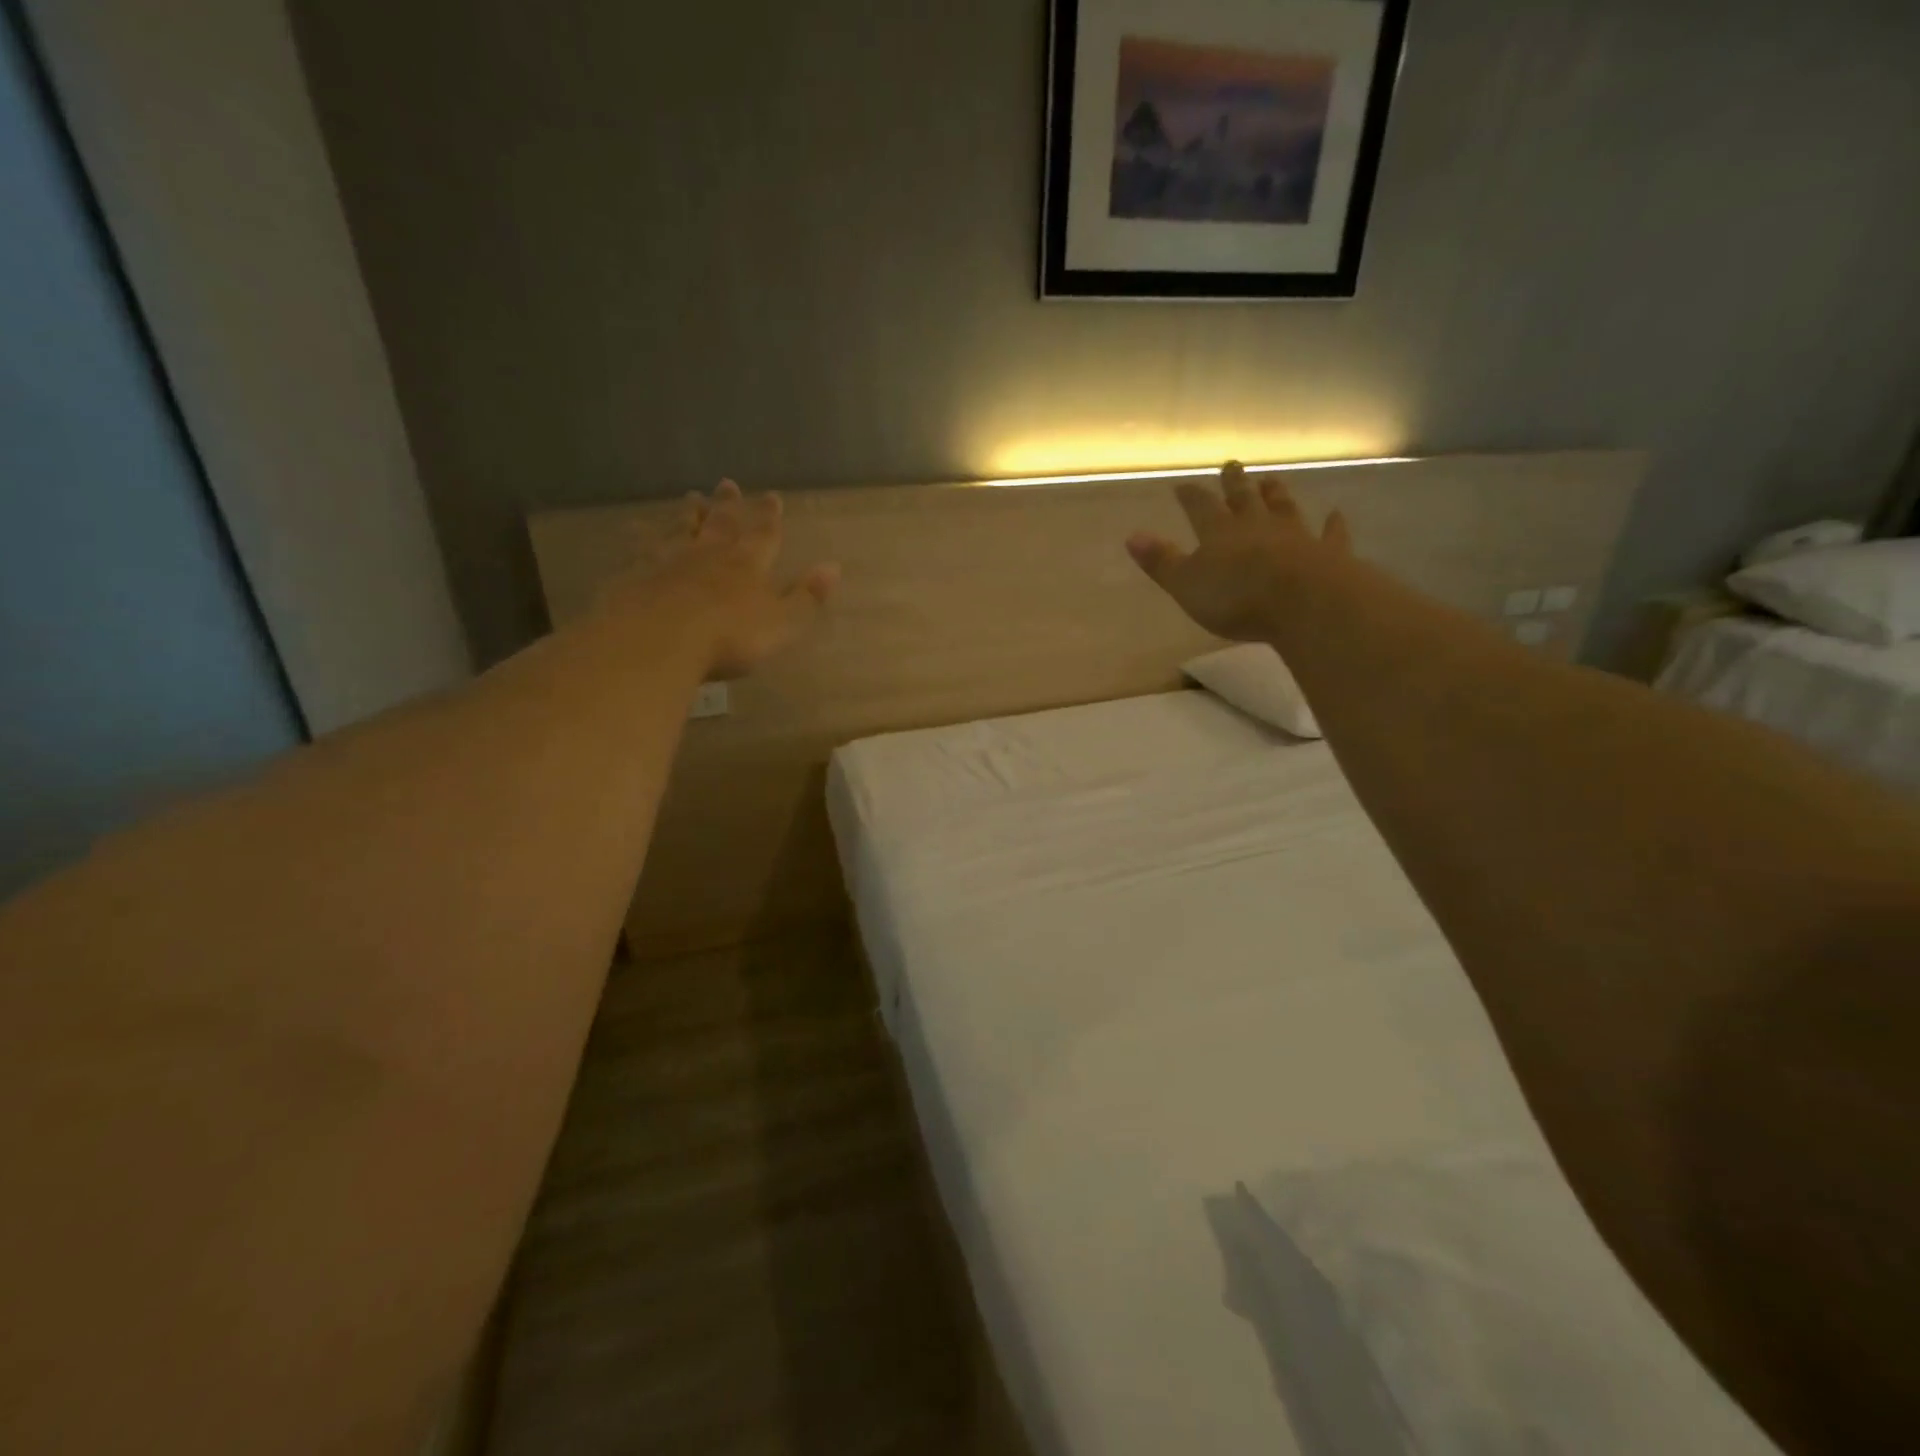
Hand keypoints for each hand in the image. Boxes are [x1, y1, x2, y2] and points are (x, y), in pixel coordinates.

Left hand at [609, 480, 839, 679]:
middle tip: (728, 483)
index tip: (772, 496)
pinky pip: (642, 546)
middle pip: (722, 523)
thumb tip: (834, 567)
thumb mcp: (782, 622)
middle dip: (729, 504)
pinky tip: (638, 529)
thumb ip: (806, 596)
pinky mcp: (635, 571)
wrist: (658, 638)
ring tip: (692, 497)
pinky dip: (644, 535)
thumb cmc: (729, 637)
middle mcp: (710, 553)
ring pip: (682, 528)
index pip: (764, 535)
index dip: (770, 517)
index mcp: (748, 565)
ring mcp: (669, 558)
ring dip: (689, 513)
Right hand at [1127, 462, 1350, 640]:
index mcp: (1219, 532)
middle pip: (1243, 499)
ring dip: (1276, 494)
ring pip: (1283, 508)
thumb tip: (1132, 535)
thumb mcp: (1186, 584)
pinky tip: (1335, 514)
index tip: (1182, 485)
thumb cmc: (1236, 597)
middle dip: (1234, 483)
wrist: (1304, 603)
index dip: (1190, 496)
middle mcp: (1256, 526)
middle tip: (1232, 465)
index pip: (1200, 507)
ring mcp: (1295, 536)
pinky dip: (1332, 525)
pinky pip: (1330, 534)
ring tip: (1271, 479)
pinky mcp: (1327, 553)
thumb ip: (1161, 561)